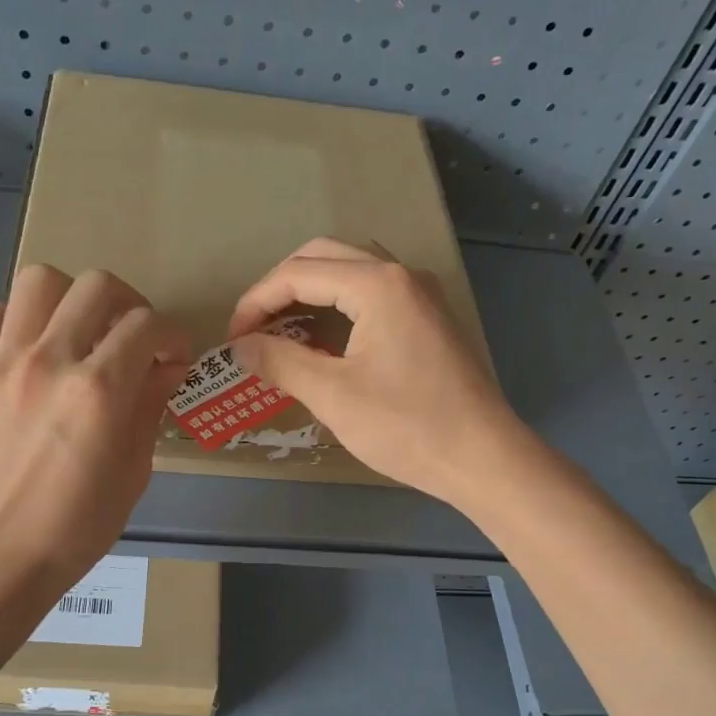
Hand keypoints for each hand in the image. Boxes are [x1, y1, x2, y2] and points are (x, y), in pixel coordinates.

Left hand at [0, 265, 192, 606]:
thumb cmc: (75, 530)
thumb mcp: (133, 474)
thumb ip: (149, 410)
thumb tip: (163, 370)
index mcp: (99, 391)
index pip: (147, 325)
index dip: (172, 336)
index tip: (173, 359)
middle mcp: (50, 361)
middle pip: (97, 285)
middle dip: (129, 304)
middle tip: (131, 338)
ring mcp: (0, 364)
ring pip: (36, 281)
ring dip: (67, 299)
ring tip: (74, 332)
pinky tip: (14, 346)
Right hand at [228, 238, 529, 506]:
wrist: (482, 458)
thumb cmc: (406, 426)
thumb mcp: (333, 395)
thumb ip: (280, 362)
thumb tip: (241, 346)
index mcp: (377, 285)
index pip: (298, 273)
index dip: (256, 302)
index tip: (234, 339)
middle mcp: (402, 276)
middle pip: (324, 258)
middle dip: (280, 288)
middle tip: (254, 328)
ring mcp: (421, 296)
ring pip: (351, 273)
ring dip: (310, 293)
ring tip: (281, 332)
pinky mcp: (429, 320)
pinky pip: (373, 295)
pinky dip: (339, 307)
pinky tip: (324, 342)